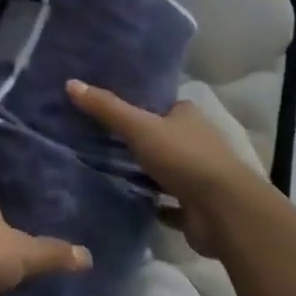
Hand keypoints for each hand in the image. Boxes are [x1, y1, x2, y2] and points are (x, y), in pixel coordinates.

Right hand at [68, 80, 266, 259]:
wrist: (224, 212)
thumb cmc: (184, 158)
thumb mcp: (139, 126)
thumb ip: (106, 108)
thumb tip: (70, 83)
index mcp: (187, 116)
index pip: (158, 104)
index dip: (136, 104)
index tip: (107, 107)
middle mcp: (195, 142)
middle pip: (160, 136)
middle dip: (137, 140)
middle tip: (99, 139)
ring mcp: (197, 176)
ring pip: (164, 170)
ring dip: (144, 172)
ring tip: (106, 168)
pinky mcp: (195, 208)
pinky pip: (168, 203)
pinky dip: (153, 203)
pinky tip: (128, 201)